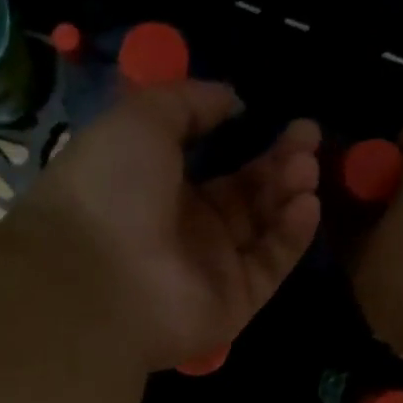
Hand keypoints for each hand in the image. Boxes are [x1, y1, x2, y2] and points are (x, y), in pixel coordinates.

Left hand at [27, 81, 321, 371]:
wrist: (94, 279)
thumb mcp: (141, 119)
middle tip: (308, 134)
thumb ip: (188, 103)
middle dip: (280, 161)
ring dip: (289, 191)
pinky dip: (292, 234)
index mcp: (156, 186)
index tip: (279, 117)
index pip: (213, 163)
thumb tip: (230, 99)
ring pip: (263, 226)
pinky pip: (270, 264)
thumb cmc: (111, 187)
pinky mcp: (234, 302)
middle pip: (246, 192)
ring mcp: (210, 268)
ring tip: (306, 166)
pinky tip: (306, 203)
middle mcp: (185, 227)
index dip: (247, 139)